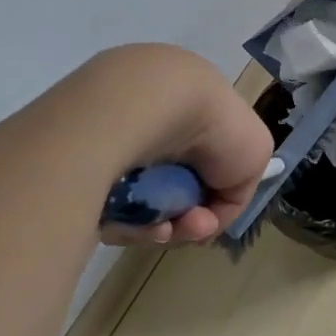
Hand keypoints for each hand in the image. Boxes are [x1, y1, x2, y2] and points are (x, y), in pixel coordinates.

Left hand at [87, 45, 274, 247]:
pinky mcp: (80, 165)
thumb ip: (239, 186)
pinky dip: (130, 222)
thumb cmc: (213, 125)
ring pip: (141, 203)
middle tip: (190, 226)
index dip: (211, 196)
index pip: (199, 161)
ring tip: (165, 230)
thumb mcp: (255, 156)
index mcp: (189, 105)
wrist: (152, 106)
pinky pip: (110, 207)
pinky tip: (143, 225)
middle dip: (185, 217)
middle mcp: (149, 118)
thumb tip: (209, 206)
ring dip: (162, 226)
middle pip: (170, 188)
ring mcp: (113, 139)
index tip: (211, 214)